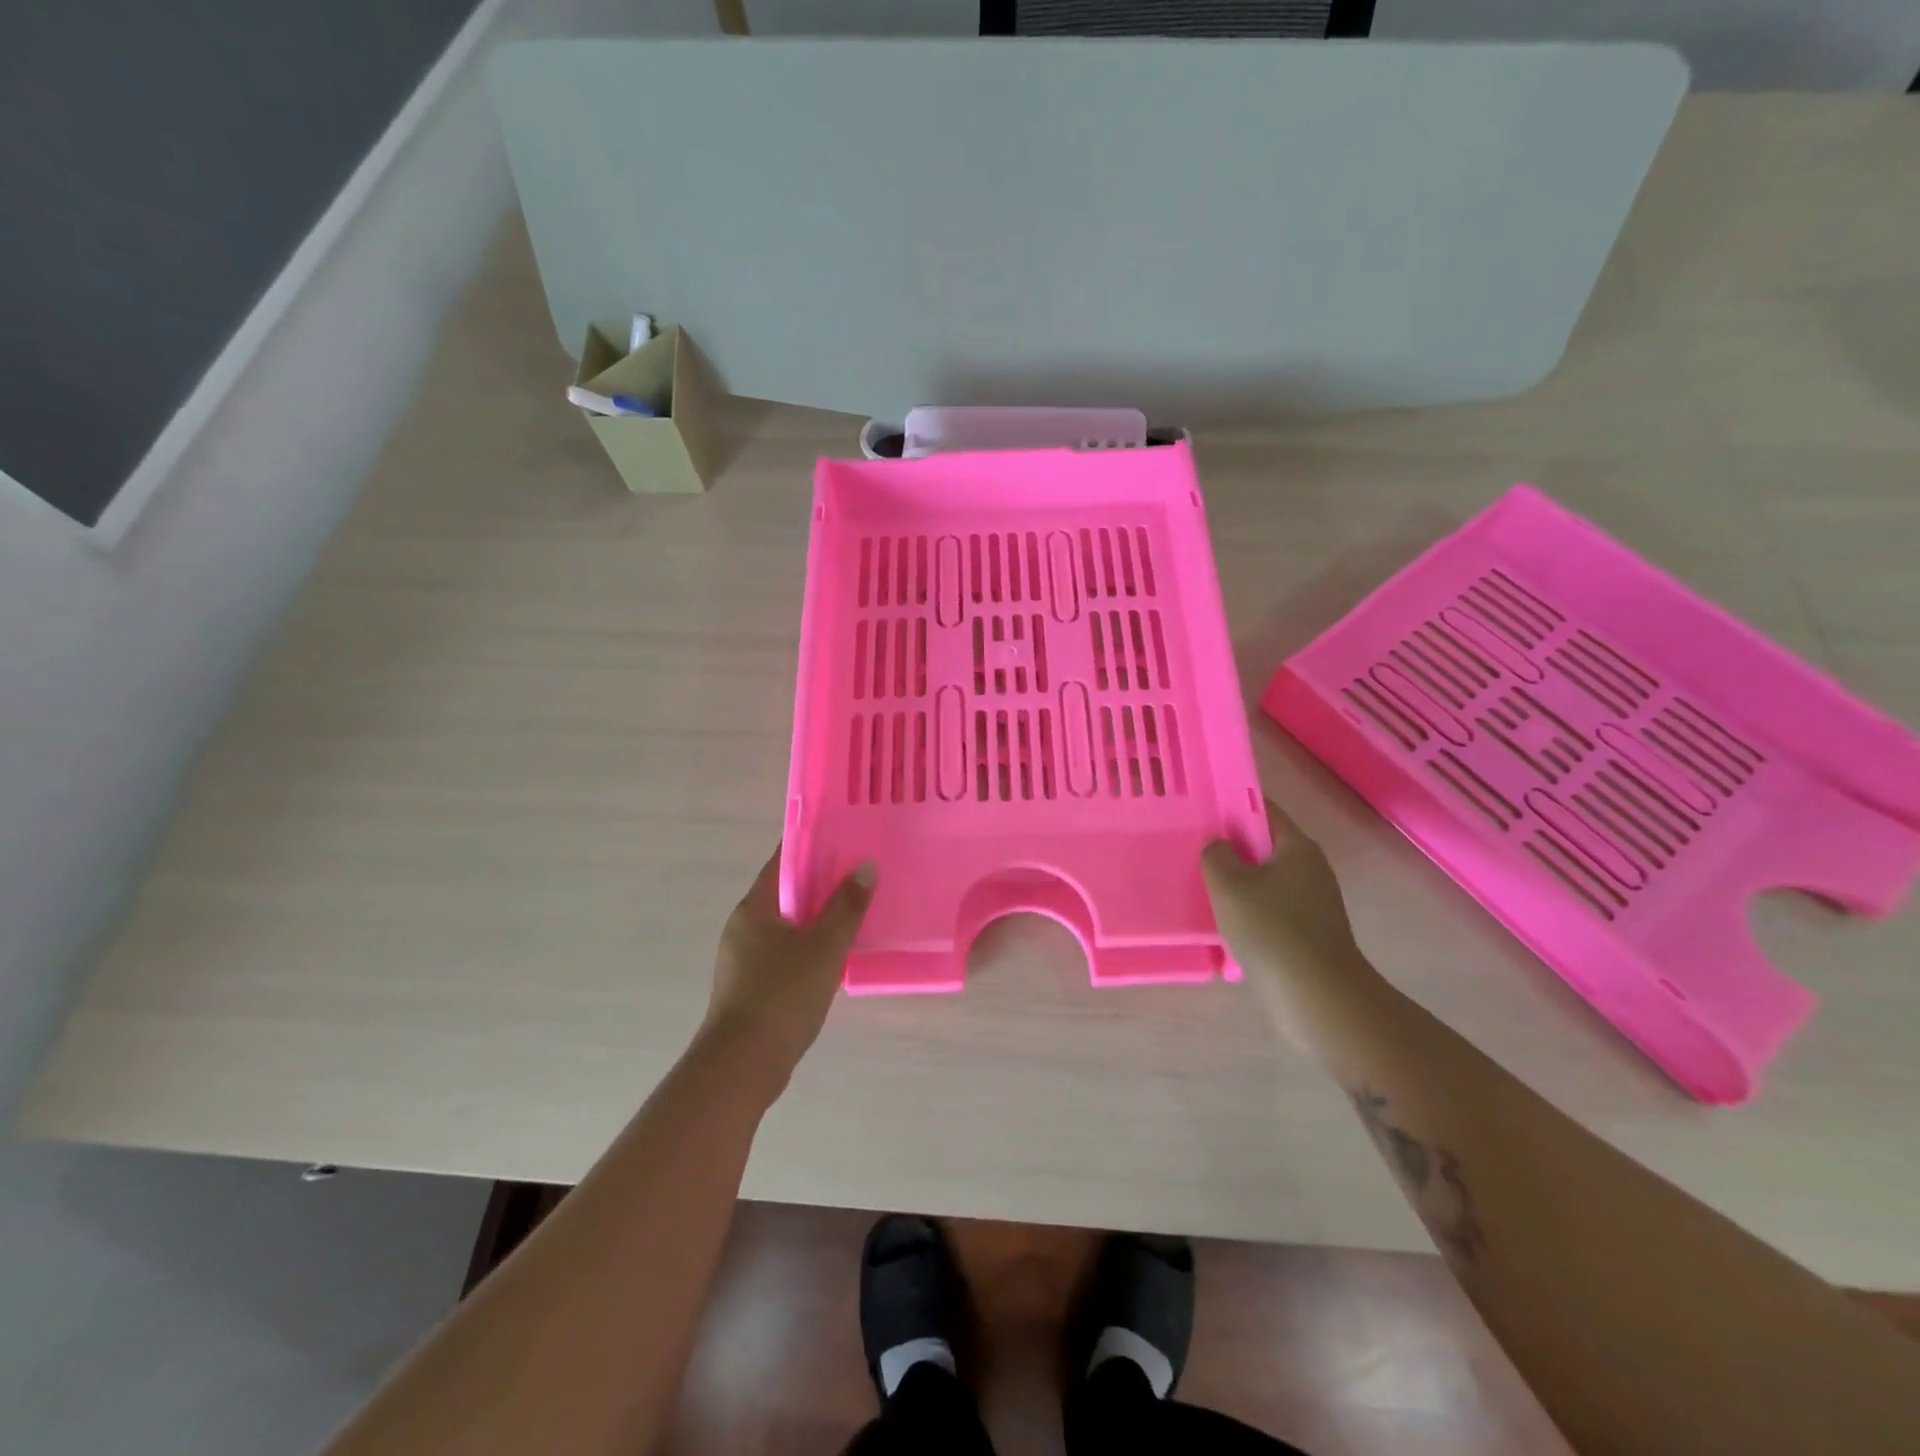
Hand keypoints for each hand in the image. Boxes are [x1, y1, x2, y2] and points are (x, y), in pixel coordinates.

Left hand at [700, 846, 875, 1087]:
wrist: (742, 1066)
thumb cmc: (782, 995)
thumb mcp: (824, 947)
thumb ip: (847, 906)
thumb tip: (865, 867)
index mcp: (754, 908)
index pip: (783, 862)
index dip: (812, 847)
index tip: (843, 839)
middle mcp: (743, 928)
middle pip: (786, 894)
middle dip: (821, 885)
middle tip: (859, 876)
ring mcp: (744, 960)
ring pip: (787, 927)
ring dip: (817, 919)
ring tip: (855, 914)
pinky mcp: (751, 988)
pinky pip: (785, 954)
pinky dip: (809, 948)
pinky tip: (835, 958)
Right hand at [1202, 798, 1383, 1045]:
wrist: (1317, 997)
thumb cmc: (1271, 929)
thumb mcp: (1229, 885)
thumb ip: (1216, 855)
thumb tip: (1217, 844)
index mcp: (1297, 847)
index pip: (1264, 809)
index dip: (1233, 805)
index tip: (1203, 809)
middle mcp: (1310, 869)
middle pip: (1265, 845)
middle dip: (1231, 846)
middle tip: (1194, 847)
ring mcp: (1313, 903)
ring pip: (1266, 879)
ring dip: (1237, 881)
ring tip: (1201, 885)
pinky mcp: (1308, 933)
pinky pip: (1271, 909)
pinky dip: (1248, 910)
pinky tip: (1223, 921)